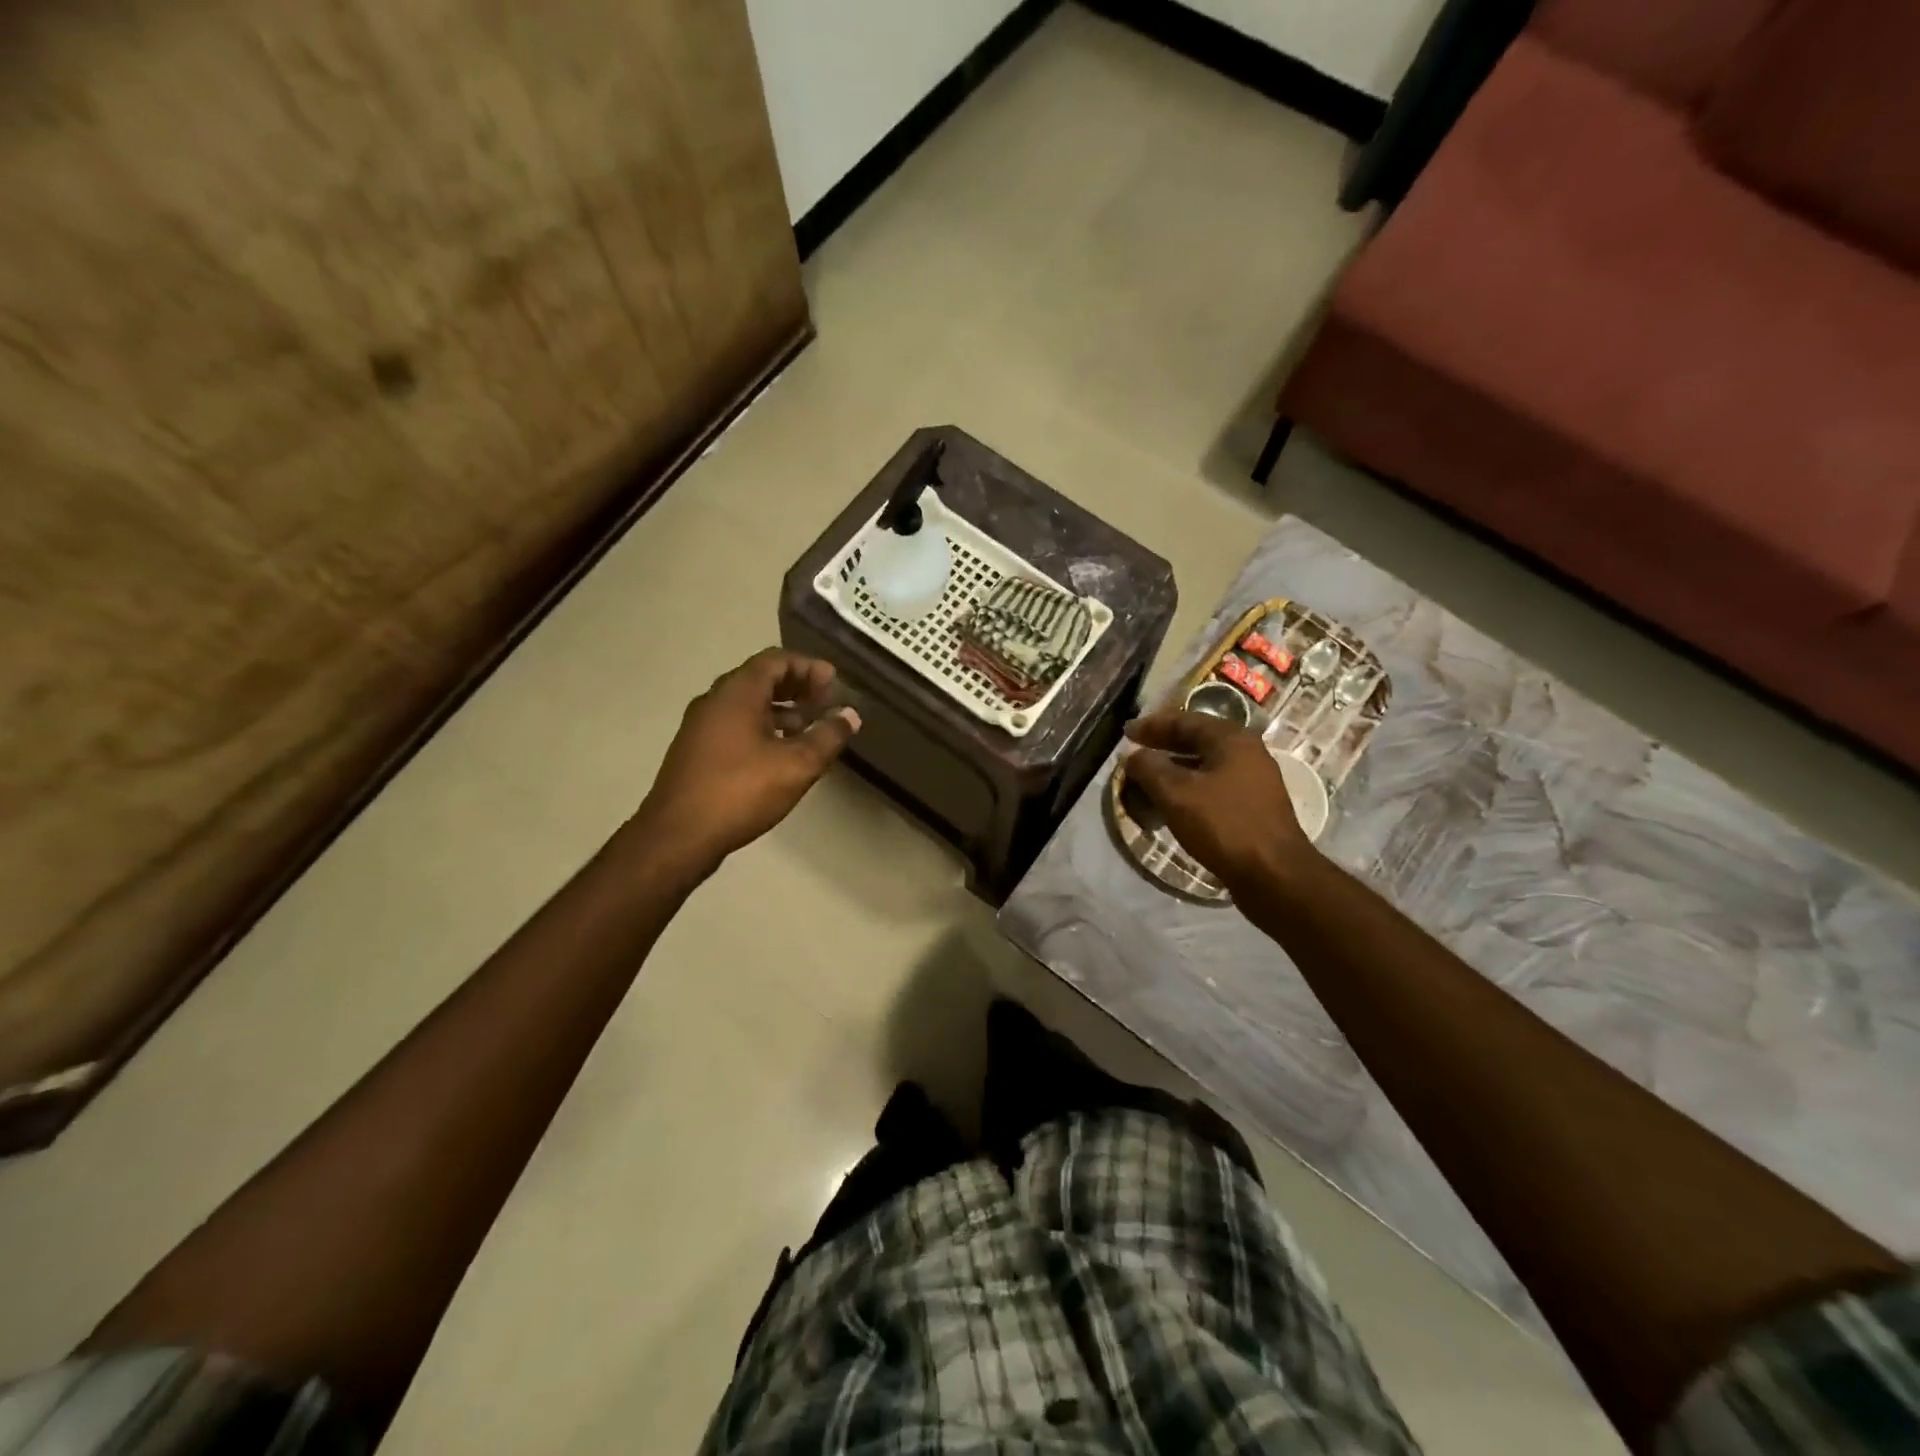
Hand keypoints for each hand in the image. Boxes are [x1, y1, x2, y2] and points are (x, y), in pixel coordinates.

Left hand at [635, 648, 860, 871]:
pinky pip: (735, 725)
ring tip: (810, 729)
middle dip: (797, 687)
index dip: (809, 667)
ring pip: (747, 704)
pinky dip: (763, 727)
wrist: (678, 836)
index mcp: (737, 692)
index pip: (776, 660)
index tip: (834, 684)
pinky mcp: (696, 751)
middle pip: (761, 679)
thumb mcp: (797, 765)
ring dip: (781, 710)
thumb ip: (828, 736)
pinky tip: (781, 754)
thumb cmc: (741, 791)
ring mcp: (701, 726)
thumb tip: (849, 715)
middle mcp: (715, 700)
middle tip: (826, 703)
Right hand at [1124, 710, 1314, 890]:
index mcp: (1231, 739)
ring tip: (1146, 782)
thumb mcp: (1176, 793)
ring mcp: (1253, 781)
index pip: (1184, 720)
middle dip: (1162, 747)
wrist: (1274, 874)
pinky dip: (1187, 790)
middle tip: (1133, 754)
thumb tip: (1133, 756)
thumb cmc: (1223, 825)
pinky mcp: (1253, 807)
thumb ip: (1149, 768)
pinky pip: (1212, 788)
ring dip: (1173, 771)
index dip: (1151, 725)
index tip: (1126, 733)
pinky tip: (1171, 806)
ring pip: (1204, 766)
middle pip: (1196, 741)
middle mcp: (1246, 753)